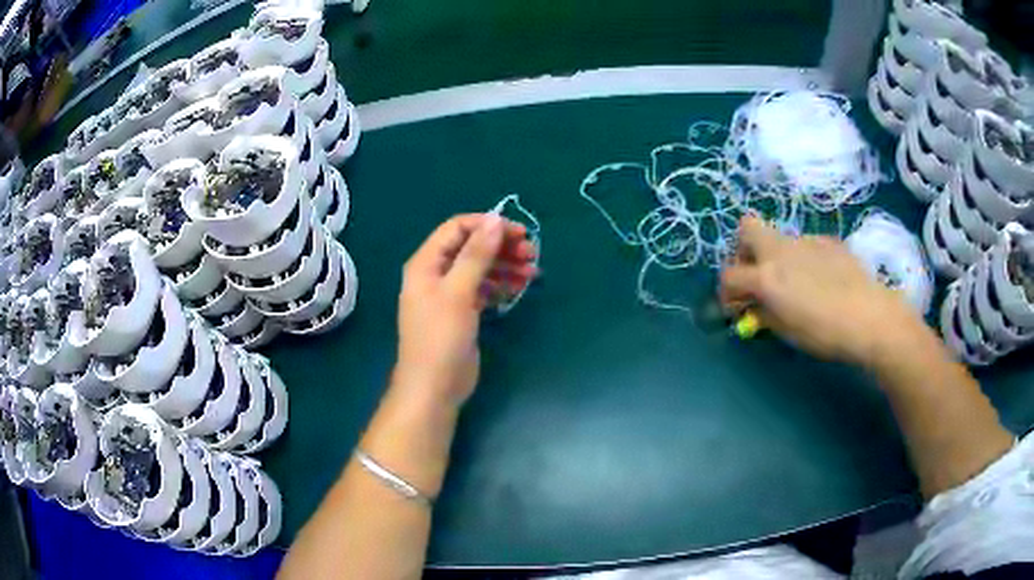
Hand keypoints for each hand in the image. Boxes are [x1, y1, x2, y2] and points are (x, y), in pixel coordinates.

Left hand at [394, 214, 537, 406]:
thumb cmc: (441, 337)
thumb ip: (476, 254)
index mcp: (426, 263)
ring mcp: (449, 294)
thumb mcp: (458, 292)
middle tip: (531, 252)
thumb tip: (495, 219)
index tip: (518, 232)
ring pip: (480, 268)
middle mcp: (436, 274)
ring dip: (505, 265)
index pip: (457, 229)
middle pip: (471, 248)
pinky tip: (520, 286)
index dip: (487, 226)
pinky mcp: (463, 312)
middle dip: (501, 246)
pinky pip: (483, 288)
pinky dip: (501, 285)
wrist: (434, 387)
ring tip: (532, 270)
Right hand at [720, 216, 926, 366]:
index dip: (726, 292)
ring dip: (777, 257)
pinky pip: (806, 245)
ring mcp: (806, 240)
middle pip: (746, 228)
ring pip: (780, 239)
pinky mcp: (828, 241)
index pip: (729, 275)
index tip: (737, 308)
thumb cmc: (824, 332)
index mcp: (767, 276)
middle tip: (757, 276)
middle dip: (744, 250)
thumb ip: (764, 314)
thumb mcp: (787, 331)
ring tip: (797, 285)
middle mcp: (781, 250)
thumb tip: (755, 306)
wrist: (869, 316)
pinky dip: (805, 260)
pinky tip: (823, 281)